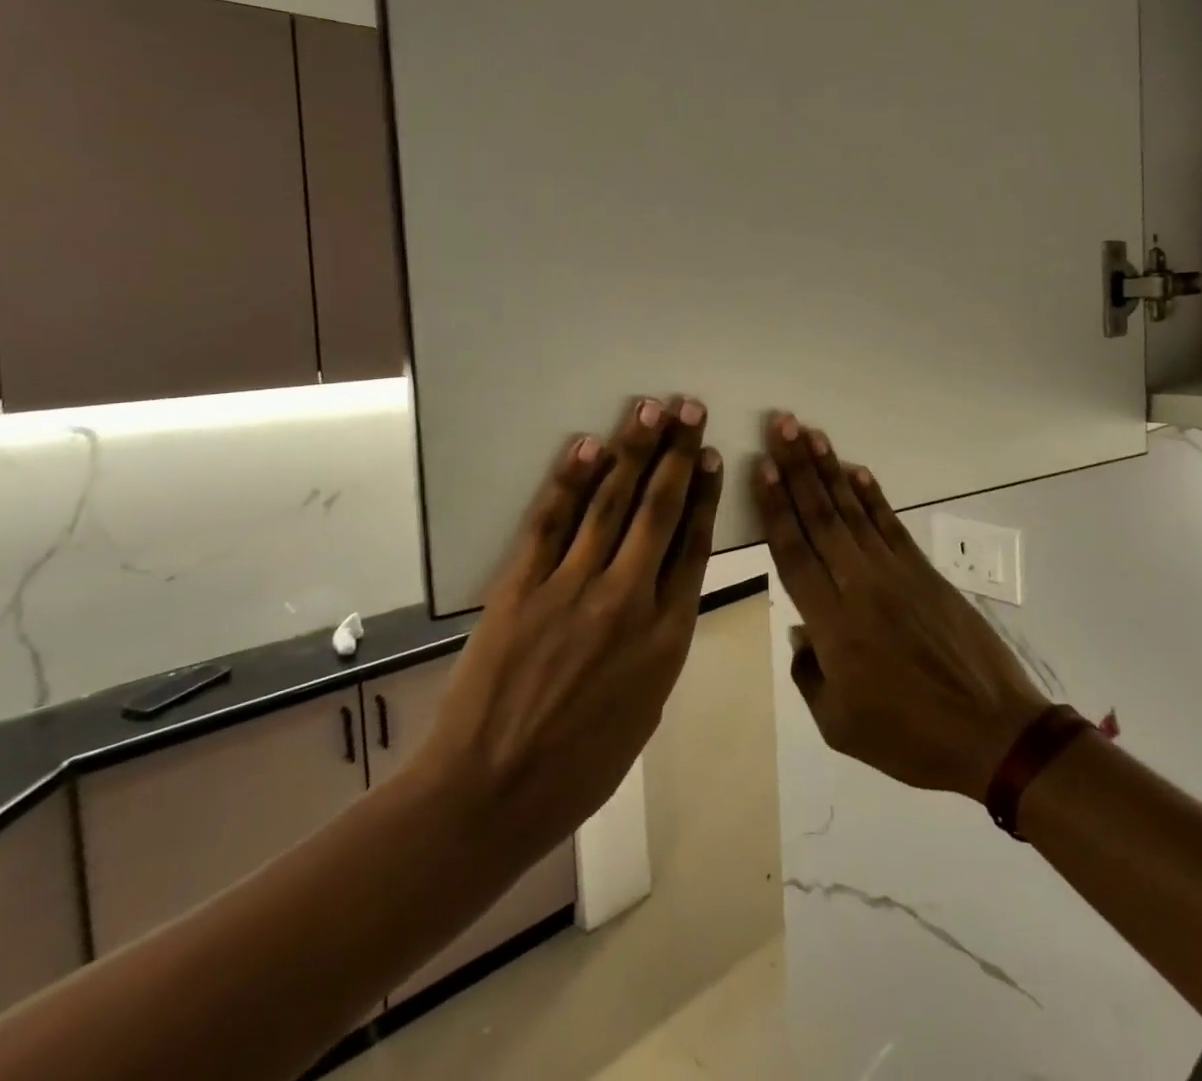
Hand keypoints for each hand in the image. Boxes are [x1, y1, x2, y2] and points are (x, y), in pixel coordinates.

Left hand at [413, 395, 721, 859]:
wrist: (491, 793)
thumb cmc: (579, 768)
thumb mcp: (645, 710)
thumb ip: (658, 645)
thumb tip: (659, 595)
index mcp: (666, 636)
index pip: (692, 546)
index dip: (703, 494)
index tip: (710, 456)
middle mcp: (627, 599)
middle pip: (659, 510)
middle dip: (678, 453)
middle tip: (690, 408)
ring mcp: (572, 588)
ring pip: (611, 503)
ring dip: (634, 450)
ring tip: (650, 409)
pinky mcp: (522, 586)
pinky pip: (551, 521)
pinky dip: (570, 480)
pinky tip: (588, 447)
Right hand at [753, 412, 1047, 803]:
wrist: (993, 733)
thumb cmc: (910, 737)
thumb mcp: (839, 725)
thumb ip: (809, 673)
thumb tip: (802, 631)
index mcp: (833, 626)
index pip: (794, 553)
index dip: (775, 507)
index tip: (762, 467)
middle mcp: (859, 586)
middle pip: (820, 517)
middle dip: (797, 468)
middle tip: (781, 426)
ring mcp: (896, 574)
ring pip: (853, 511)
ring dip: (829, 470)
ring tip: (811, 434)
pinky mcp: (924, 572)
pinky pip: (890, 525)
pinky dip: (872, 495)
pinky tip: (856, 470)